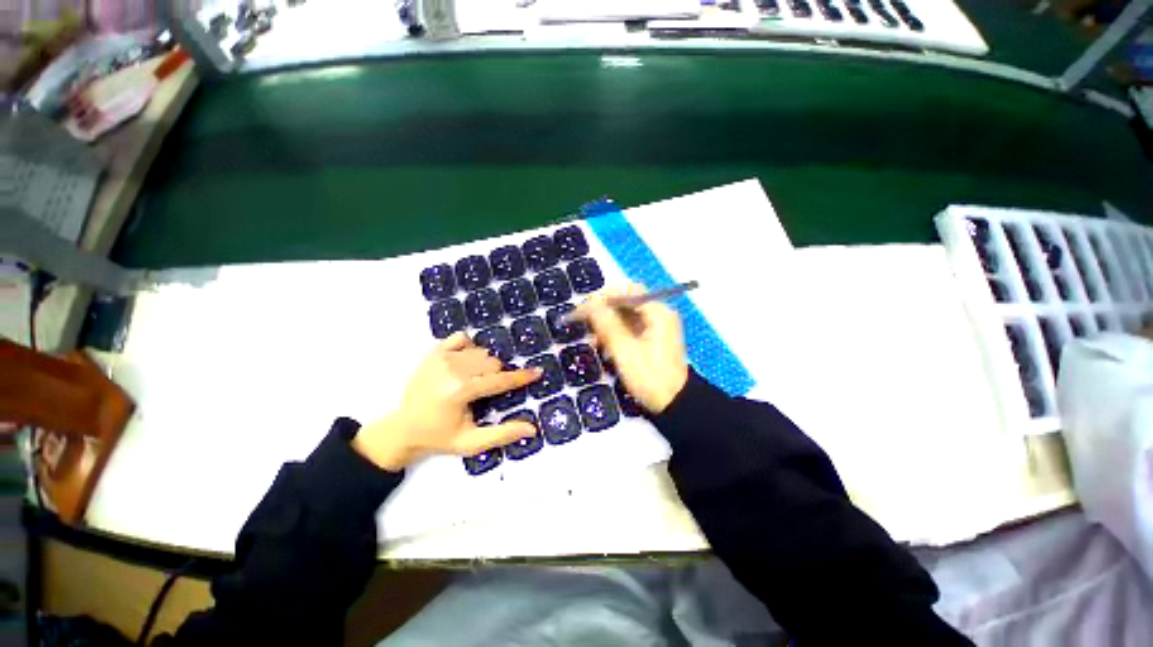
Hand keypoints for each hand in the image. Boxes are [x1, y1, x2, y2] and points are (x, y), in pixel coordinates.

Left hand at [353, 333, 541, 470]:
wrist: (402, 429)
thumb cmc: (439, 437)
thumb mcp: (471, 442)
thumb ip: (502, 434)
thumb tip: (532, 429)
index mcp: (461, 391)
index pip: (500, 380)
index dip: (521, 377)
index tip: (537, 372)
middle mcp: (452, 370)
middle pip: (492, 363)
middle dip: (498, 376)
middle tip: (488, 391)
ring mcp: (441, 358)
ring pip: (480, 352)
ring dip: (485, 365)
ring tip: (475, 381)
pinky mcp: (433, 352)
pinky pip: (461, 338)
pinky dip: (469, 347)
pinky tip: (465, 362)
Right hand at [576, 284, 688, 413]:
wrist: (674, 405)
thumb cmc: (650, 378)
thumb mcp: (624, 351)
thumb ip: (607, 324)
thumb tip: (590, 303)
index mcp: (658, 313)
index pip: (627, 292)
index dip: (602, 297)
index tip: (583, 310)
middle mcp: (659, 314)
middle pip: (626, 302)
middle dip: (604, 311)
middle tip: (585, 323)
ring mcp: (657, 326)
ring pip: (626, 315)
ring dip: (608, 323)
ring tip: (594, 339)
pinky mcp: (652, 338)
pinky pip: (630, 327)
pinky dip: (615, 333)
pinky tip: (604, 345)